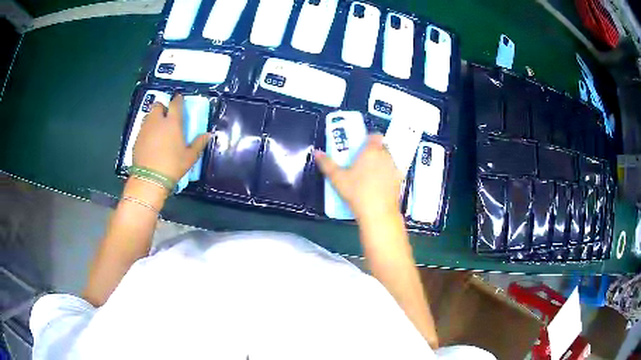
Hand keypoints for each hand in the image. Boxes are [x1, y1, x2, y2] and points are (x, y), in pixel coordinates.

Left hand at [133, 94, 211, 181]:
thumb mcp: (190, 157)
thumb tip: (209, 134)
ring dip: (154, 118)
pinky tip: (150, 141)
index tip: (180, 100)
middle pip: (158, 105)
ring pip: (149, 116)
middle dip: (162, 107)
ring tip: (158, 128)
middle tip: (166, 116)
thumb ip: (199, 143)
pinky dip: (147, 130)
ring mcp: (145, 129)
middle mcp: (157, 121)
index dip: (178, 100)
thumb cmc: (173, 166)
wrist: (150, 179)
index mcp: (172, 122)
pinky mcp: (137, 138)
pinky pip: (143, 129)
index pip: (175, 103)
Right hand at [314, 134, 402, 221]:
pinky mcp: (400, 180)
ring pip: (388, 159)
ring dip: (382, 162)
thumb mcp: (337, 178)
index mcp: (371, 150)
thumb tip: (317, 152)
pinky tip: (381, 184)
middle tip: (362, 161)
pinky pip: (394, 172)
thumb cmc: (356, 192)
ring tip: (371, 174)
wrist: (378, 212)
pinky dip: (389, 174)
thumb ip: (327, 164)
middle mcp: (385, 155)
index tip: (361, 146)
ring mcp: (394, 168)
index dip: (369, 138)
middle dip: (374, 151)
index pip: (374, 135)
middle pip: (381, 146)